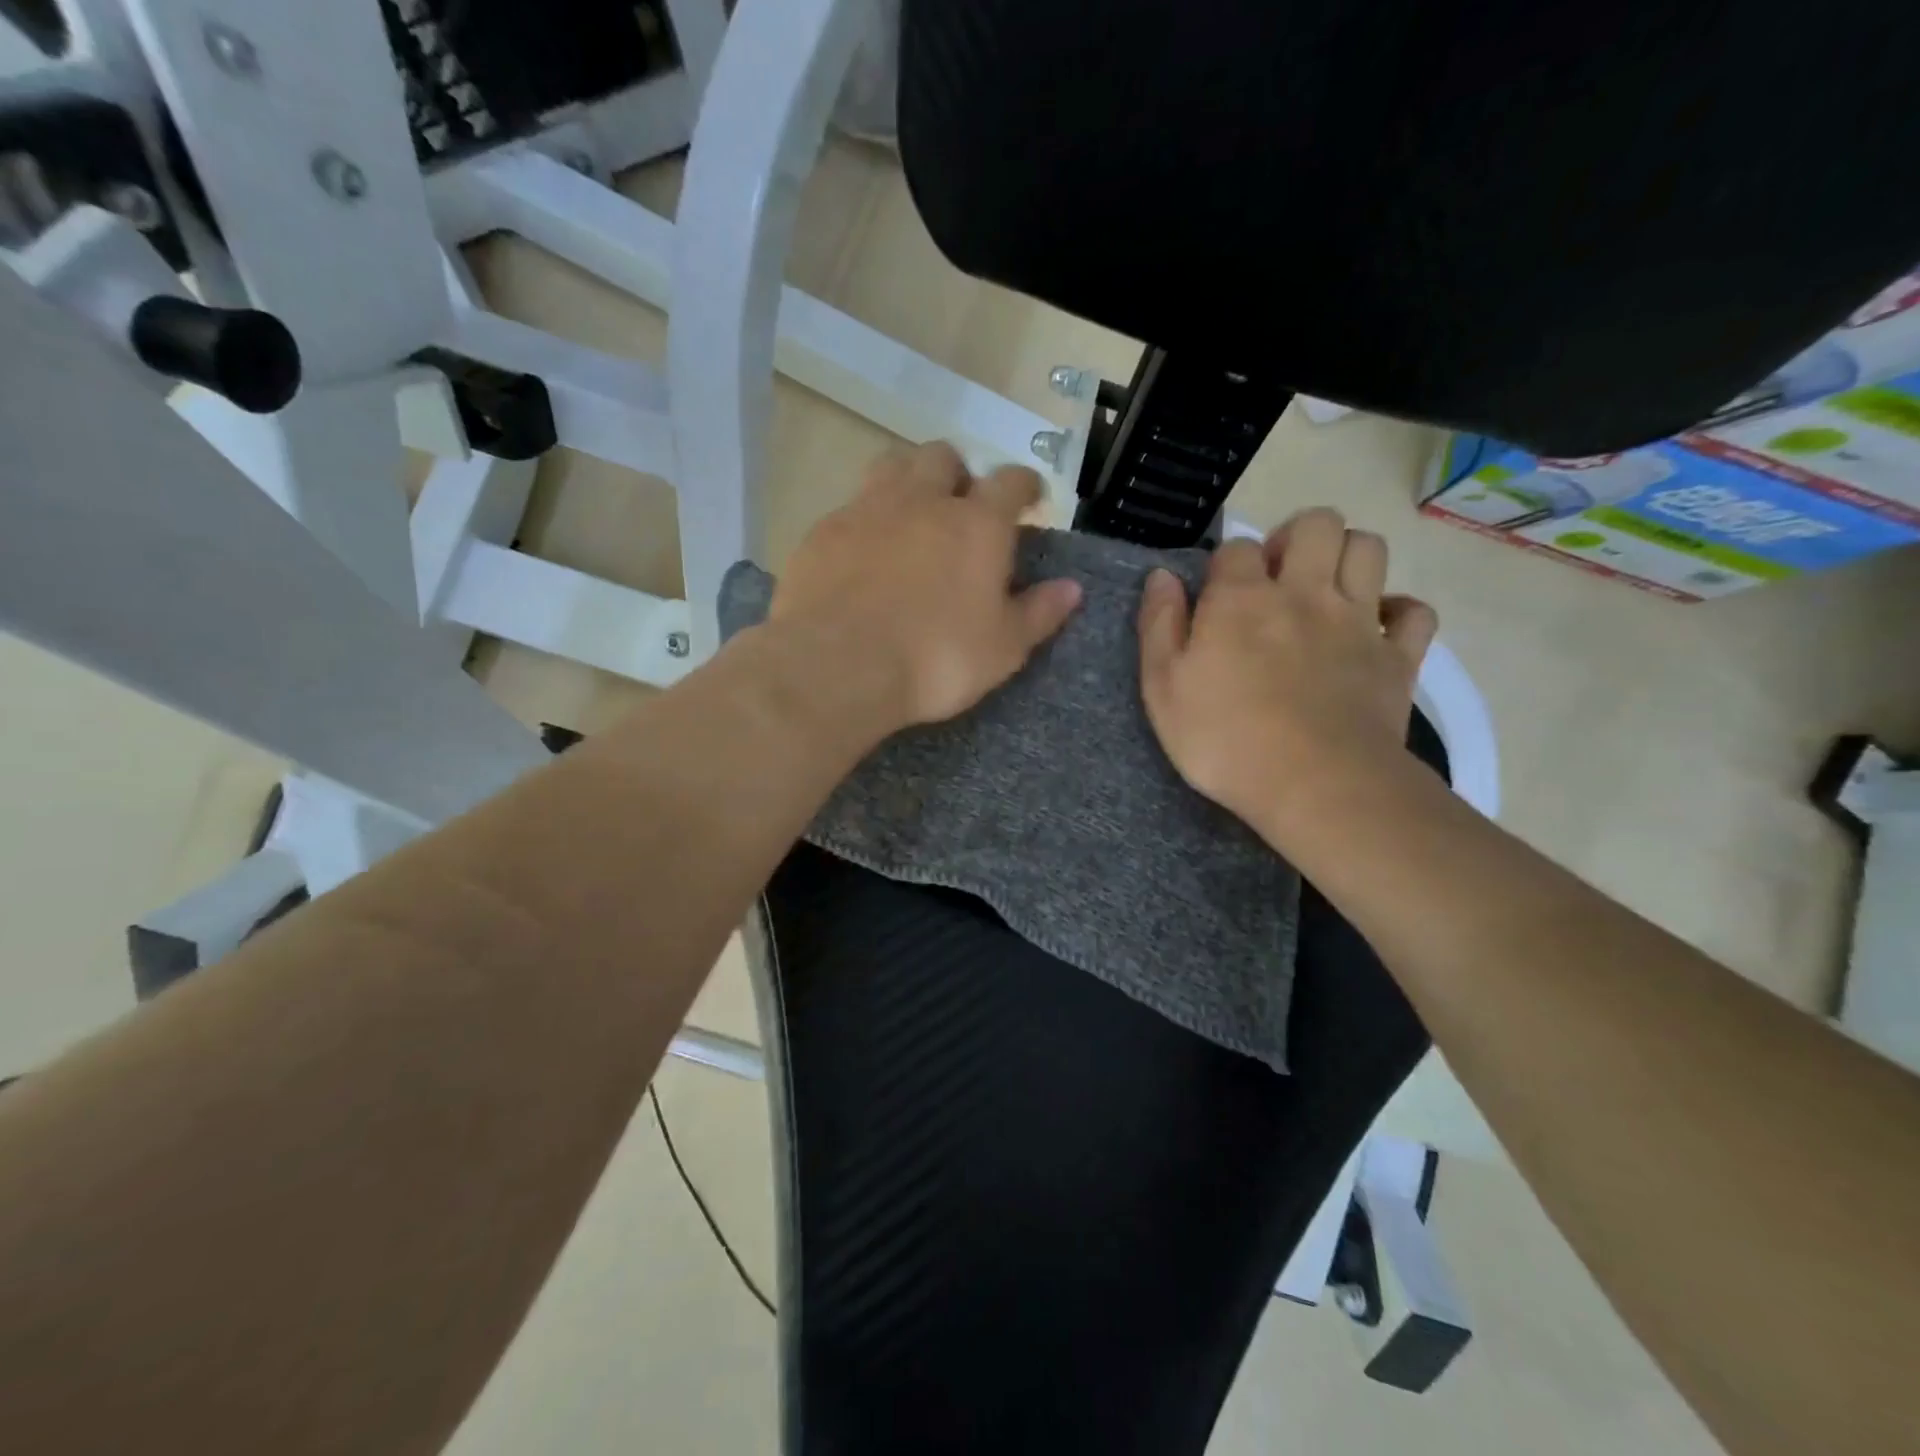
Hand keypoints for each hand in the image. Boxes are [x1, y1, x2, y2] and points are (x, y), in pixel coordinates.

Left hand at [771, 442, 1081, 729]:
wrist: (837, 666)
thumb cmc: (935, 659)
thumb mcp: (1003, 649)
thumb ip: (1039, 613)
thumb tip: (1072, 587)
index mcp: (977, 524)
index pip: (1011, 481)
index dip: (1025, 485)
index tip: (1029, 499)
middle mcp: (923, 501)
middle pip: (944, 457)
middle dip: (958, 474)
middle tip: (960, 509)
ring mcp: (867, 509)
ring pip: (892, 465)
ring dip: (908, 480)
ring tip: (911, 516)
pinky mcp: (822, 531)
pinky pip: (850, 507)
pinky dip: (865, 520)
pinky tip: (863, 553)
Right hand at [1137, 508, 1436, 838]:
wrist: (1315, 785)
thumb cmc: (1224, 739)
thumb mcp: (1162, 687)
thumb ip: (1159, 625)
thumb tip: (1162, 575)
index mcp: (1242, 599)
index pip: (1237, 547)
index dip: (1226, 563)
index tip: (1217, 595)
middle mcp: (1304, 593)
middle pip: (1317, 524)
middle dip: (1296, 536)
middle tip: (1279, 575)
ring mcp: (1358, 622)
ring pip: (1369, 549)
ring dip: (1347, 555)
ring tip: (1325, 588)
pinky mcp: (1397, 657)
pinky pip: (1414, 612)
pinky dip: (1398, 611)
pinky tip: (1377, 627)